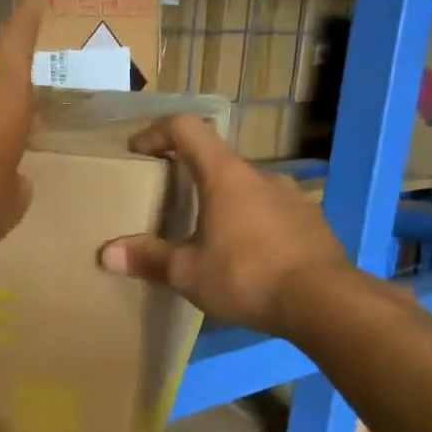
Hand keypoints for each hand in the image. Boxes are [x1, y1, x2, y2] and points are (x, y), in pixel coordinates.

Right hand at [99, 115, 356, 335]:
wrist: (325, 301)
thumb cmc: (247, 276)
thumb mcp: (188, 273)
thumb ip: (149, 259)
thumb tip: (106, 254)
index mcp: (225, 176)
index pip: (186, 129)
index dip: (157, 133)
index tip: (138, 151)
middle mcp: (260, 176)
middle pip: (217, 162)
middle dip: (190, 179)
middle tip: (172, 207)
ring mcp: (292, 197)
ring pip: (247, 191)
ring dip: (224, 206)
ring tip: (211, 241)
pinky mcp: (311, 223)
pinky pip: (271, 214)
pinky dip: (252, 226)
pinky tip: (248, 260)